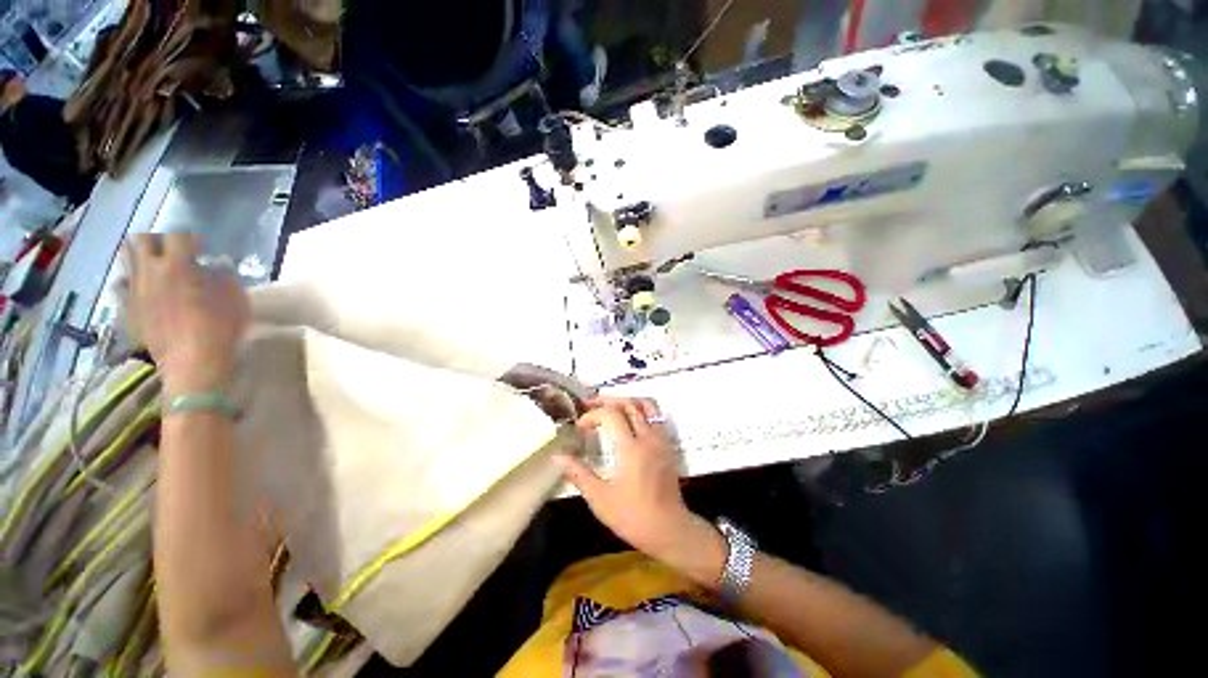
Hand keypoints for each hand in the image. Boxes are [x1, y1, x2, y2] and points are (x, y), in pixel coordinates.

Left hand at [126, 233, 249, 394]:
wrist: (194, 363)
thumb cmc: (222, 328)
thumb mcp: (236, 299)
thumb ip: (224, 276)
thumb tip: (218, 263)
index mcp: (179, 265)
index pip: (178, 235)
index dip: (190, 238)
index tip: (201, 247)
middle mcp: (152, 271)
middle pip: (143, 240)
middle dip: (157, 240)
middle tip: (172, 251)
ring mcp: (137, 290)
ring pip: (128, 259)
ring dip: (141, 257)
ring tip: (156, 265)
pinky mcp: (130, 308)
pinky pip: (122, 284)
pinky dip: (132, 280)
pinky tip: (144, 287)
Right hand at [555, 398, 725, 586]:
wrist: (670, 529)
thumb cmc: (633, 517)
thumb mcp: (601, 499)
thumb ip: (579, 474)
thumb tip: (558, 456)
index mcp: (630, 449)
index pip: (610, 414)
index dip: (592, 415)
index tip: (580, 427)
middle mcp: (648, 437)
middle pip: (628, 403)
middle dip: (606, 400)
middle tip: (589, 405)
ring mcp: (660, 439)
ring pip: (644, 405)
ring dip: (624, 401)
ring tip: (608, 406)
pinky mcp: (667, 444)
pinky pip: (655, 416)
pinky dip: (639, 410)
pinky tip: (628, 420)